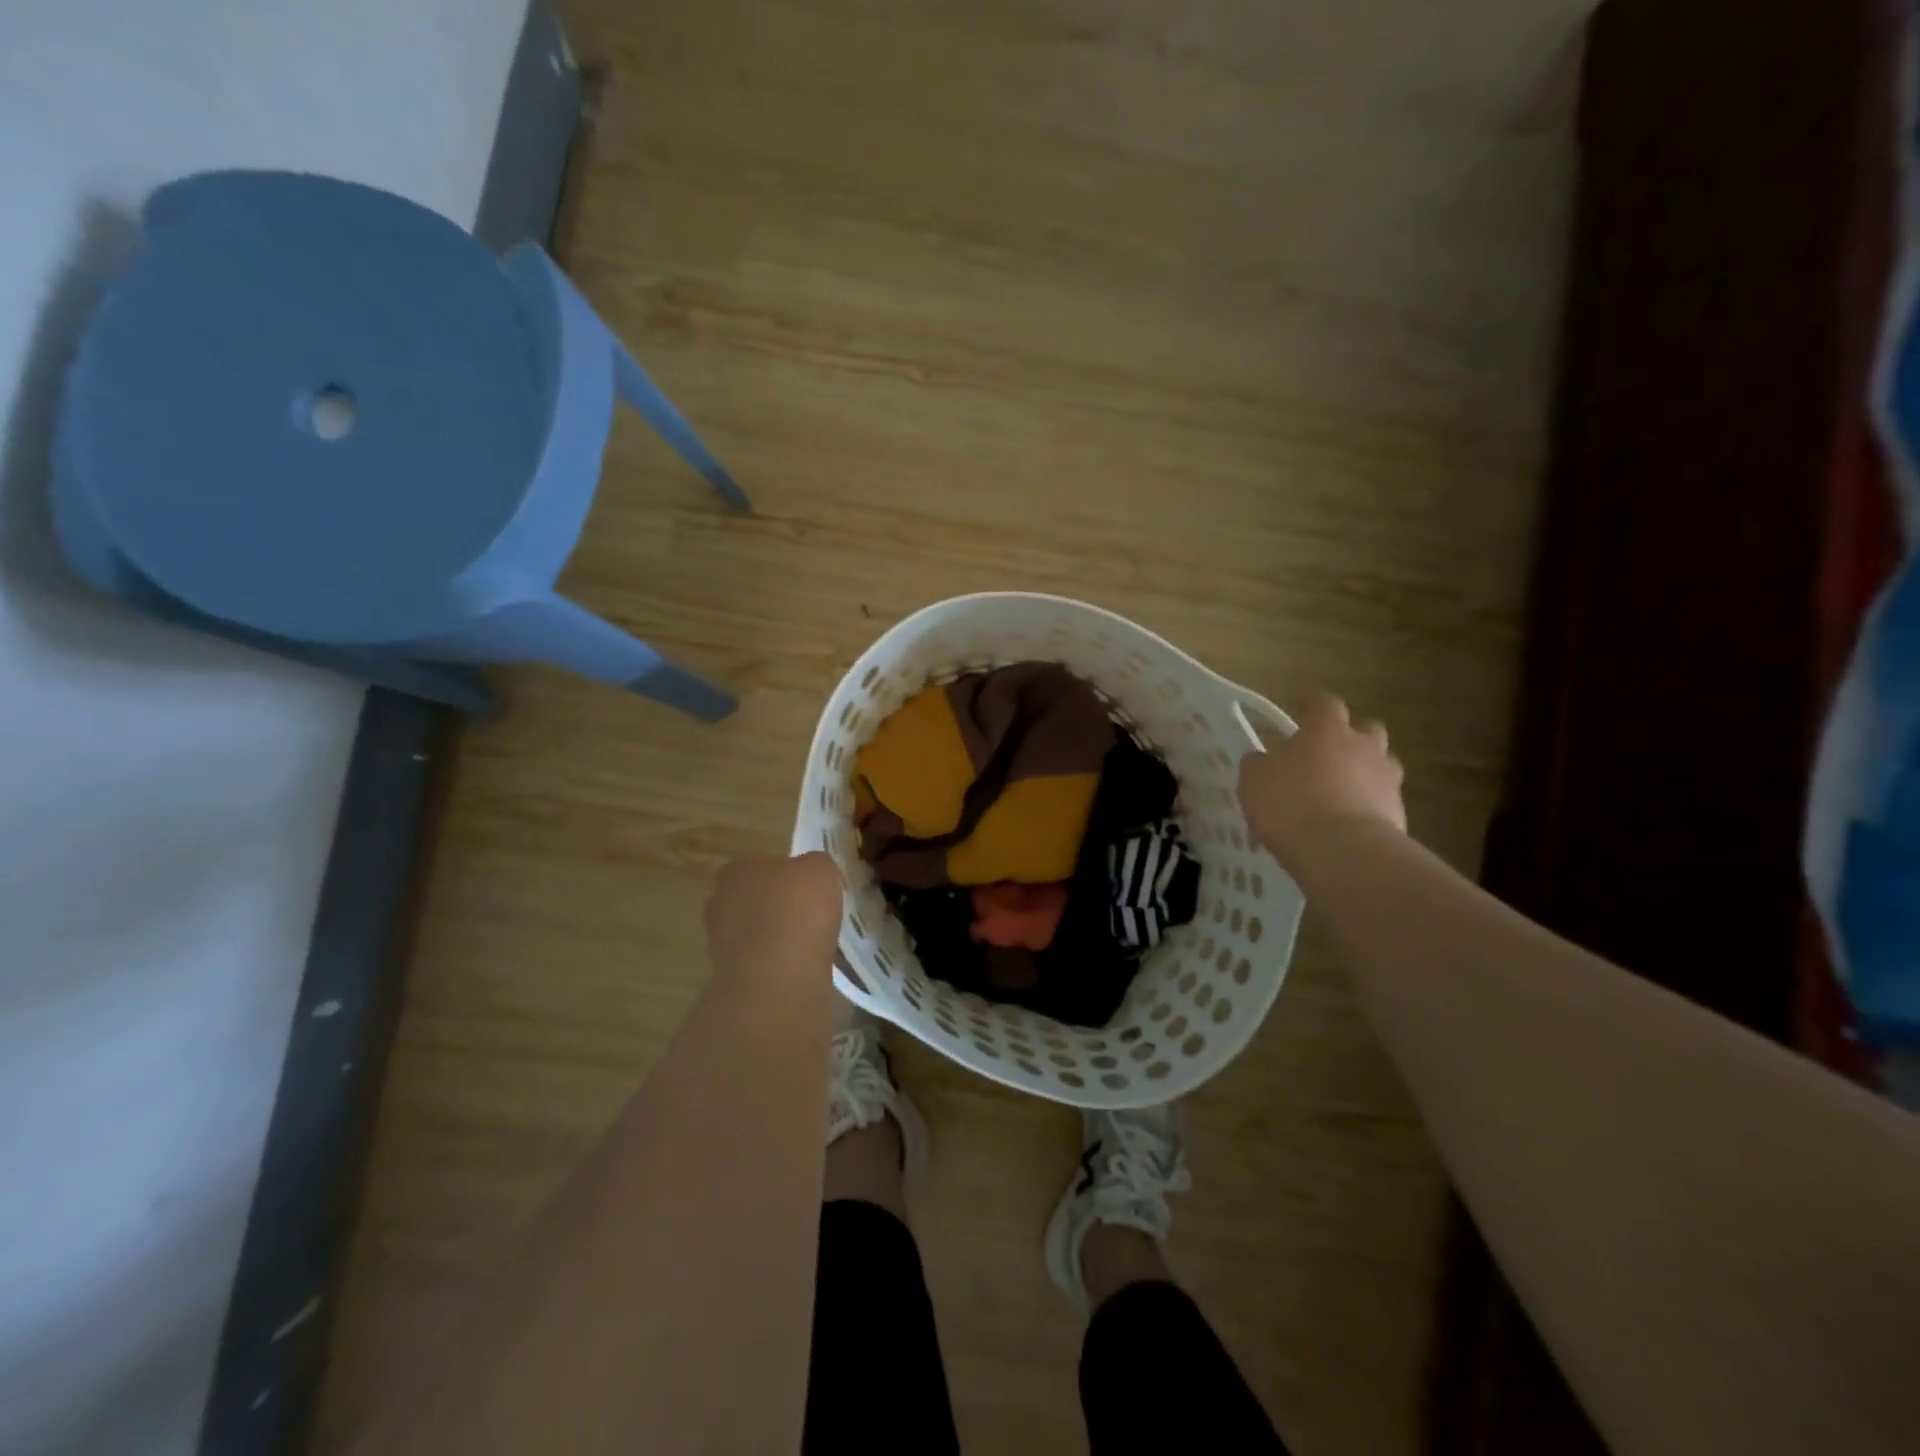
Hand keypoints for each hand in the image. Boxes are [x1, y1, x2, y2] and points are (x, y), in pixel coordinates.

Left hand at [704, 853, 842, 976]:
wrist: (779, 974)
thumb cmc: (798, 909)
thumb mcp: (821, 869)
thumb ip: (814, 865)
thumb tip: (811, 873)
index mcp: (737, 868)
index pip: (763, 865)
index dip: (788, 876)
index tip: (809, 889)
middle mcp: (720, 899)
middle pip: (755, 897)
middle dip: (777, 905)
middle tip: (807, 915)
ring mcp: (719, 939)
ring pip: (754, 930)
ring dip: (774, 935)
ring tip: (805, 944)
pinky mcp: (728, 973)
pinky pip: (758, 959)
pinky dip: (774, 961)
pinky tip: (795, 965)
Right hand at [1238, 693, 1405, 866]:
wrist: (1342, 851)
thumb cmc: (1291, 803)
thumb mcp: (1254, 780)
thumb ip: (1258, 764)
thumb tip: (1261, 759)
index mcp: (1327, 730)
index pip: (1324, 703)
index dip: (1312, 706)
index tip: (1301, 711)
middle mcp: (1364, 746)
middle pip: (1367, 729)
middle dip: (1350, 738)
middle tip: (1327, 754)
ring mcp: (1387, 780)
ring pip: (1381, 765)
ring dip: (1364, 772)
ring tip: (1340, 792)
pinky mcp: (1399, 813)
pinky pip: (1382, 800)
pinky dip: (1368, 806)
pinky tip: (1347, 825)